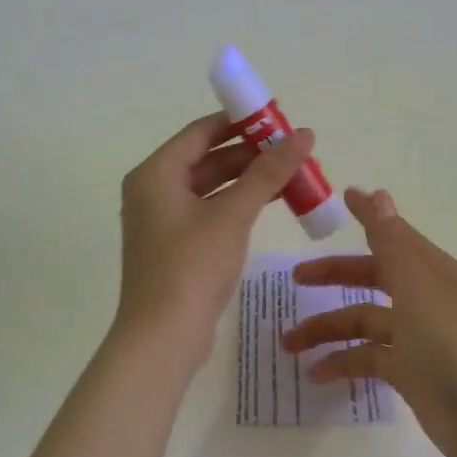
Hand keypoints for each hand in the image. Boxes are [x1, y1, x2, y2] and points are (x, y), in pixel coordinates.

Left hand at [111, 113, 315, 371]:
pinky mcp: (174, 245)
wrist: (162, 337)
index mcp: (155, 173)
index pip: (201, 132)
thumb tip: (304, 134)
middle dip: (249, 153)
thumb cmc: (192, 266)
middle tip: (291, 149)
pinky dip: (237, 204)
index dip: (239, 123)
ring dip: (247, 179)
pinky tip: (271, 203)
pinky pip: (208, 211)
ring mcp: (161, 220)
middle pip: (206, 158)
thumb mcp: (233, 214)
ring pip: (210, 186)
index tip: (277, 119)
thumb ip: (268, 172)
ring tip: (291, 174)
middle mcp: (153, 190)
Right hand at [284, 187, 456, 456]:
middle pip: (371, 277)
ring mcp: (418, 338)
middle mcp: (423, 298)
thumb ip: (393, 243)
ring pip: (363, 322)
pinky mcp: (411, 374)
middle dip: (333, 276)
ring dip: (327, 329)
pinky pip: (368, 359)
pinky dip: (342, 363)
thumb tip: (379, 193)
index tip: (342, 197)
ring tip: (288, 344)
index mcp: (429, 271)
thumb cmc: (454, 347)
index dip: (367, 217)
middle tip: (295, 280)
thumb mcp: (418, 288)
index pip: (391, 234)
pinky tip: (315, 375)